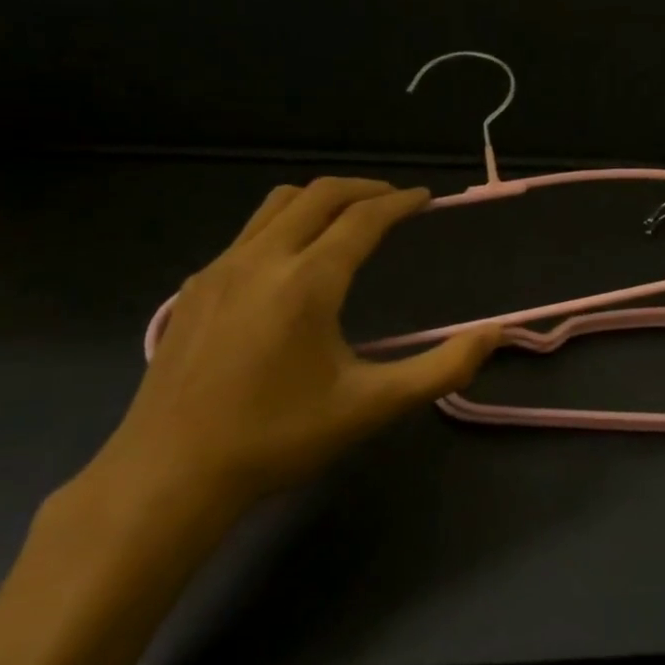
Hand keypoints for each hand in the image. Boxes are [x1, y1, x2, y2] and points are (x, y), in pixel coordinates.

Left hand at [94, 179, 497, 521]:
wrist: (168, 476)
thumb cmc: (279, 438)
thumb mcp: (373, 406)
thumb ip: (442, 368)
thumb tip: (495, 335)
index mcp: (306, 282)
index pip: (362, 219)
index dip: (400, 202)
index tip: (426, 198)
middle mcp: (260, 260)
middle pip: (318, 195)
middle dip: (363, 189)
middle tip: (395, 201)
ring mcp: (218, 270)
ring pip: (276, 205)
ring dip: (321, 199)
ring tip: (350, 217)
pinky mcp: (193, 290)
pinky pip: (248, 232)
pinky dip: (285, 224)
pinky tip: (294, 262)